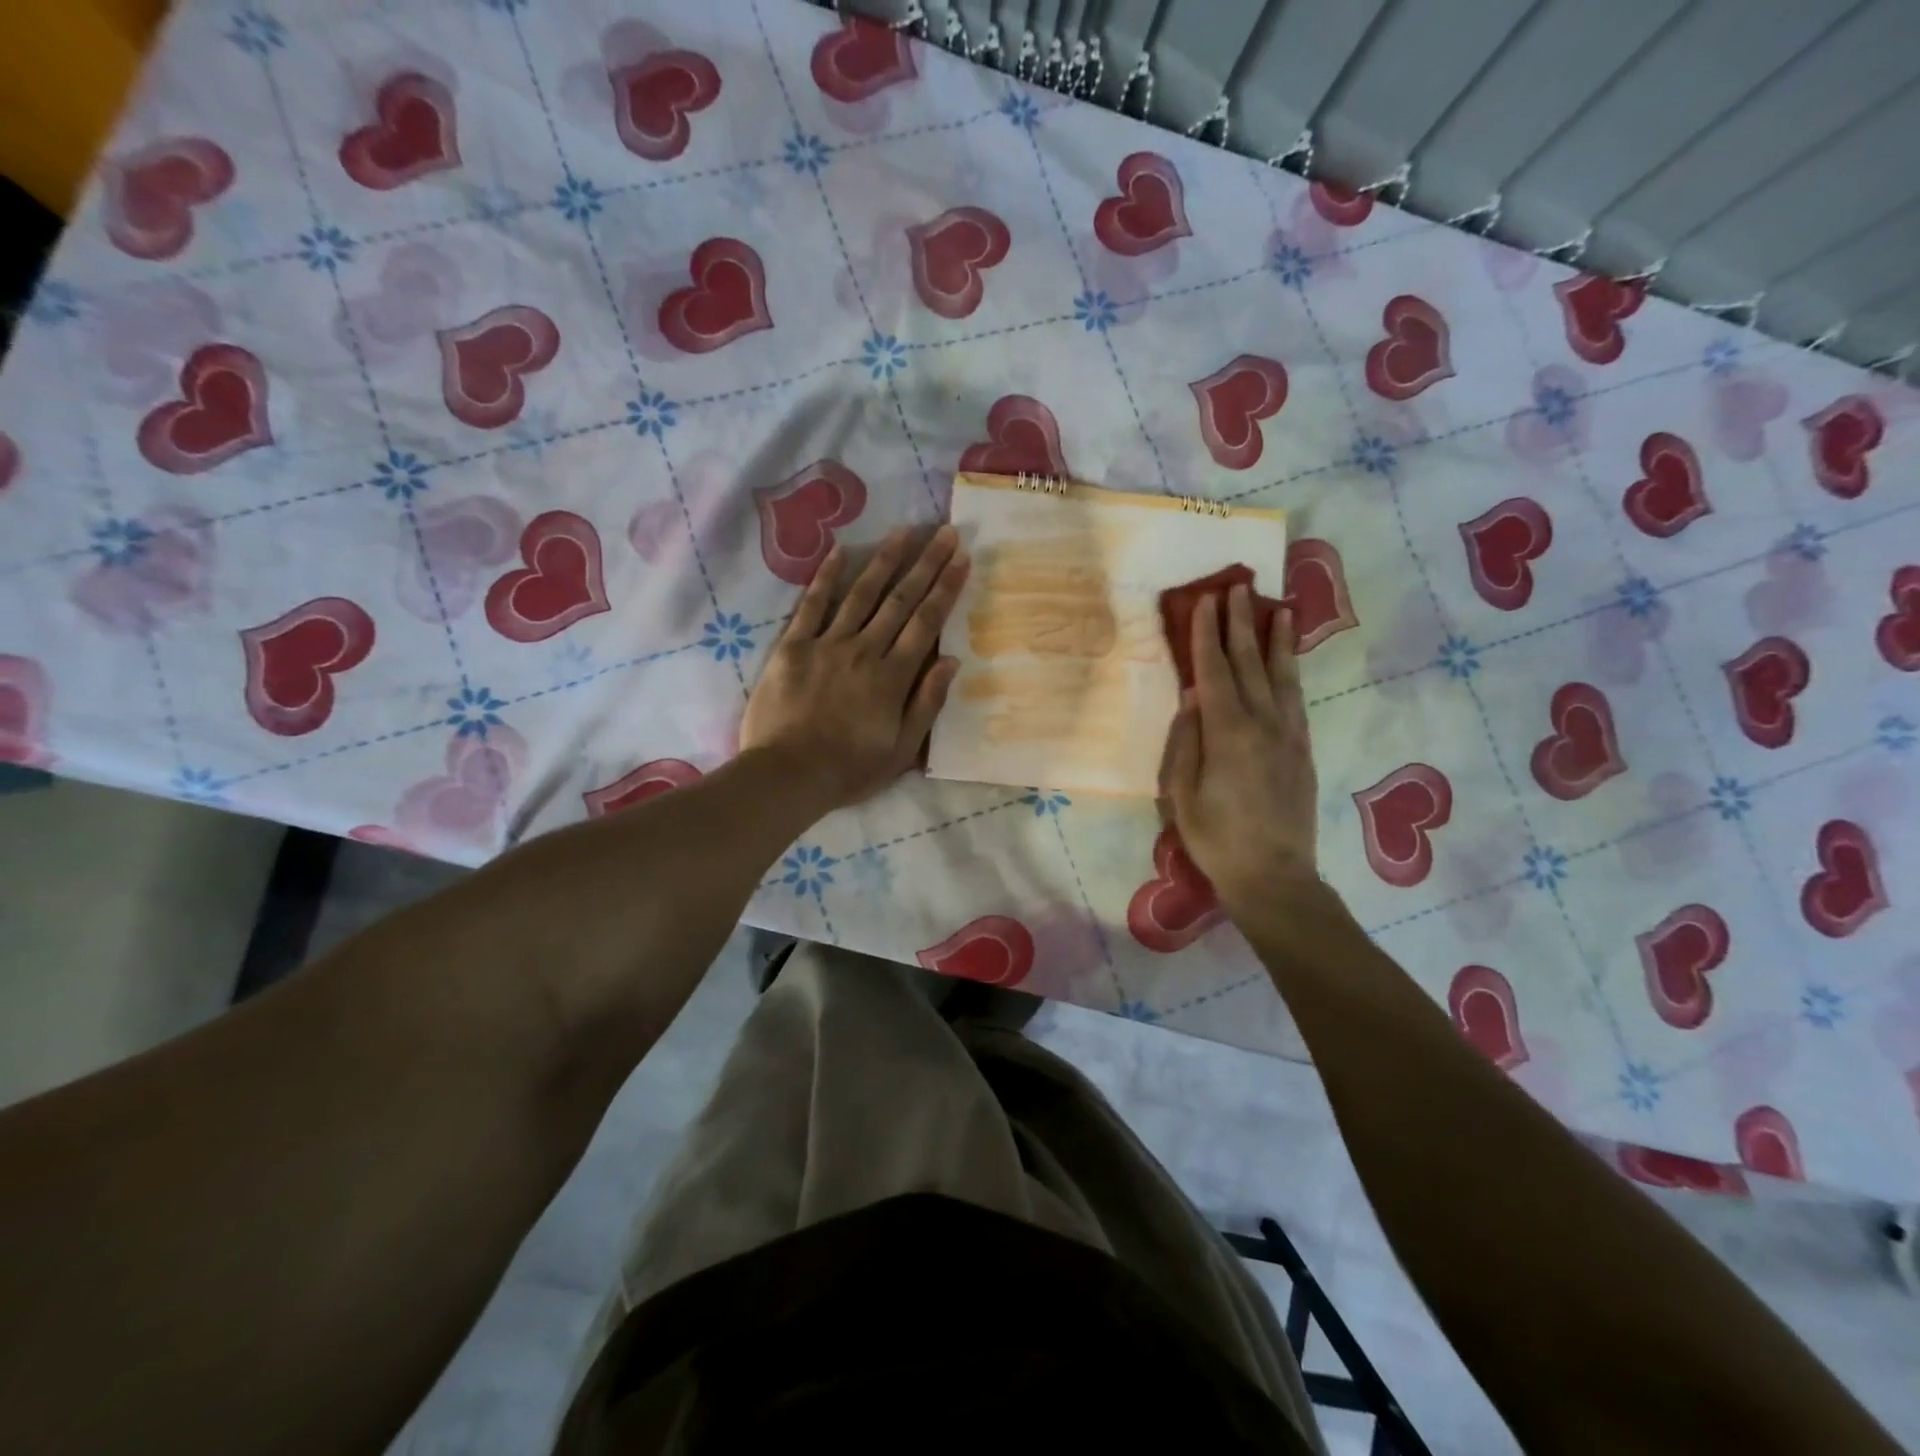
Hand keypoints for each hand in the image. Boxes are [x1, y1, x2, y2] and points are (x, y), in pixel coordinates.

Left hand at [740, 524, 969, 811]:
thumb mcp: (902, 750)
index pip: (926, 623)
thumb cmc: (849, 770)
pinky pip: (812, 605)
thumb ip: (927, 703)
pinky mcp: (793, 647)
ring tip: (905, 530)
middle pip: (900, 600)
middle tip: (945, 532)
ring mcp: (827, 645)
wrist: (787, 775)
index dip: (946, 588)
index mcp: (893, 677)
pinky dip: (826, 578)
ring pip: (861, 594)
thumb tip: (951, 660)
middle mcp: (864, 650)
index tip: (962, 558)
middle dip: (926, 564)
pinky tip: (840, 552)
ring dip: (885, 560)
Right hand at [1159, 584, 1319, 916]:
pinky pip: (1296, 699)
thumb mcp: (1181, 793)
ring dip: (1276, 640)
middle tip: (1238, 588)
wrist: (1274, 875)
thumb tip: (1193, 695)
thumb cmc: (1215, 837)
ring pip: (1282, 676)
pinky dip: (1291, 672)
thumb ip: (1186, 739)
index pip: (1214, 671)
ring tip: (1278, 609)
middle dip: (1241, 624)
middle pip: (1250, 663)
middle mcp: (1262, 723)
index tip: (1205, 600)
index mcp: (1227, 732)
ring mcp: (1288, 735)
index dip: (1207, 634)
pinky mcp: (1303, 750)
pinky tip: (1288, 660)